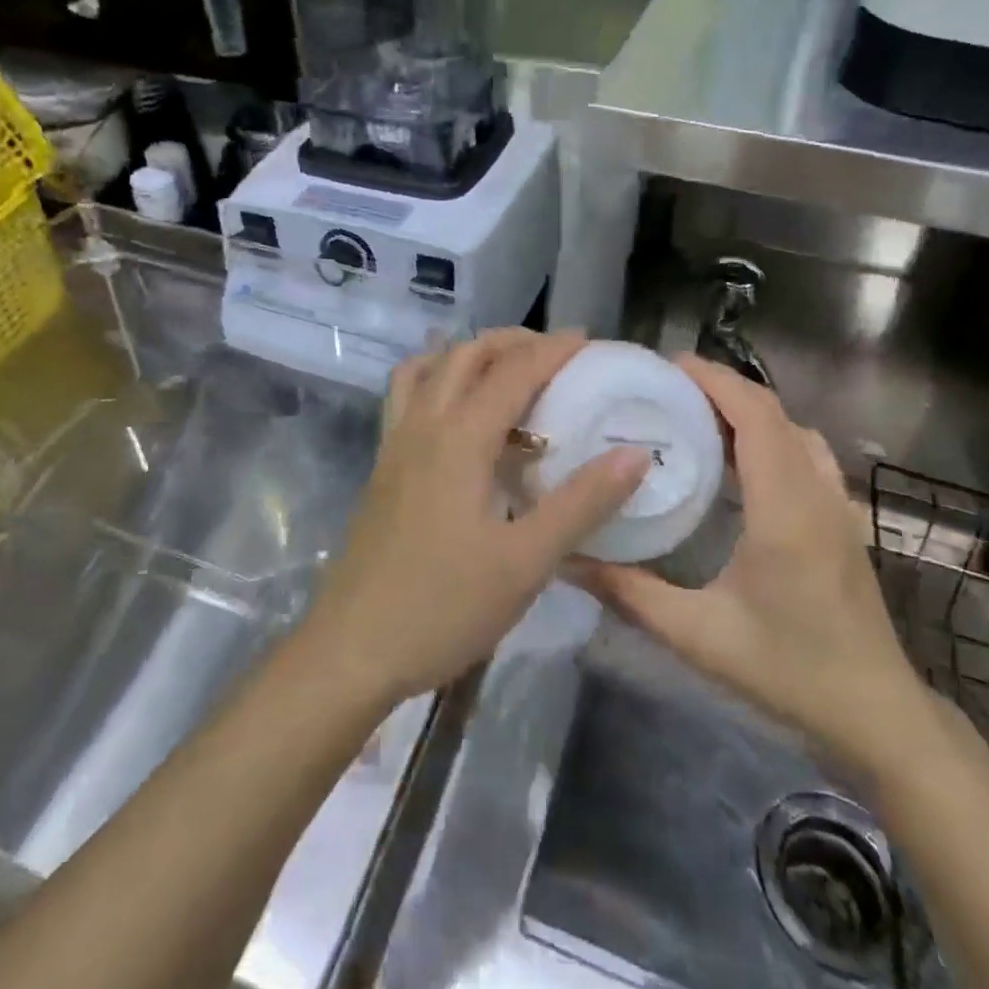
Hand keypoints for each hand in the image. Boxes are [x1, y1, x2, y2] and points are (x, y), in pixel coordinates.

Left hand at [300, 330, 649, 709]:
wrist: (353, 648)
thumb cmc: (444, 607)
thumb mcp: (526, 562)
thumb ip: (581, 504)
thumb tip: (635, 454)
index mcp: (460, 438)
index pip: (513, 371)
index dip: (553, 349)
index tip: (591, 341)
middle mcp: (423, 425)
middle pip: (465, 355)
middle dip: (512, 342)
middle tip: (554, 354)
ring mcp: (395, 443)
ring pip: (427, 368)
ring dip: (468, 354)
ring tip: (503, 371)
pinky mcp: (382, 466)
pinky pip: (406, 396)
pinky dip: (435, 379)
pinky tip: (457, 414)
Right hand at [570, 355, 935, 775]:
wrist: (878, 714)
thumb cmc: (788, 672)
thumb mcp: (698, 635)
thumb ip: (629, 593)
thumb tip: (568, 558)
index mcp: (784, 509)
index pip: (756, 417)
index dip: (715, 381)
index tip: (667, 364)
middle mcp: (816, 493)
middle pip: (773, 413)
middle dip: (722, 386)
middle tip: (666, 386)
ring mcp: (837, 505)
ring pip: (793, 430)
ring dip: (748, 409)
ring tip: (696, 413)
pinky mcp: (842, 520)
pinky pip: (805, 453)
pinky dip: (770, 434)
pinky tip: (739, 460)